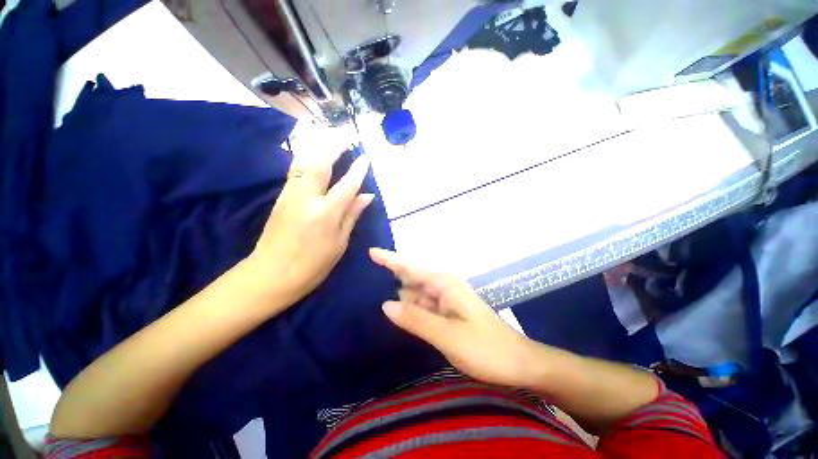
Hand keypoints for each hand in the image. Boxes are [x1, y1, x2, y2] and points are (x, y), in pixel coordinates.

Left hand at [251, 149, 373, 304]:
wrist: (271, 274)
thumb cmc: (313, 265)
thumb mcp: (339, 243)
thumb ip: (352, 215)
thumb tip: (367, 196)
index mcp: (326, 213)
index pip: (347, 184)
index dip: (358, 169)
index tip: (366, 157)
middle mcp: (307, 198)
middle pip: (320, 163)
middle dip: (334, 146)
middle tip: (345, 136)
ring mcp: (290, 195)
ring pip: (303, 162)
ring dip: (318, 147)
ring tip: (331, 139)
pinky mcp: (281, 197)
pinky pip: (295, 171)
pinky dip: (306, 158)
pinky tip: (314, 156)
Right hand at [370, 248, 535, 386]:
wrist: (516, 363)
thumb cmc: (486, 348)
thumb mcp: (448, 336)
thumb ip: (415, 318)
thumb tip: (385, 304)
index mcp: (444, 284)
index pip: (411, 267)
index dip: (390, 259)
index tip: (371, 252)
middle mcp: (444, 286)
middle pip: (412, 276)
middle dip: (391, 275)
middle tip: (366, 277)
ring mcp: (446, 299)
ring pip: (416, 292)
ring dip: (399, 293)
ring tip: (374, 292)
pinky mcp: (447, 312)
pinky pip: (423, 305)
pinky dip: (410, 306)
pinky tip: (398, 311)